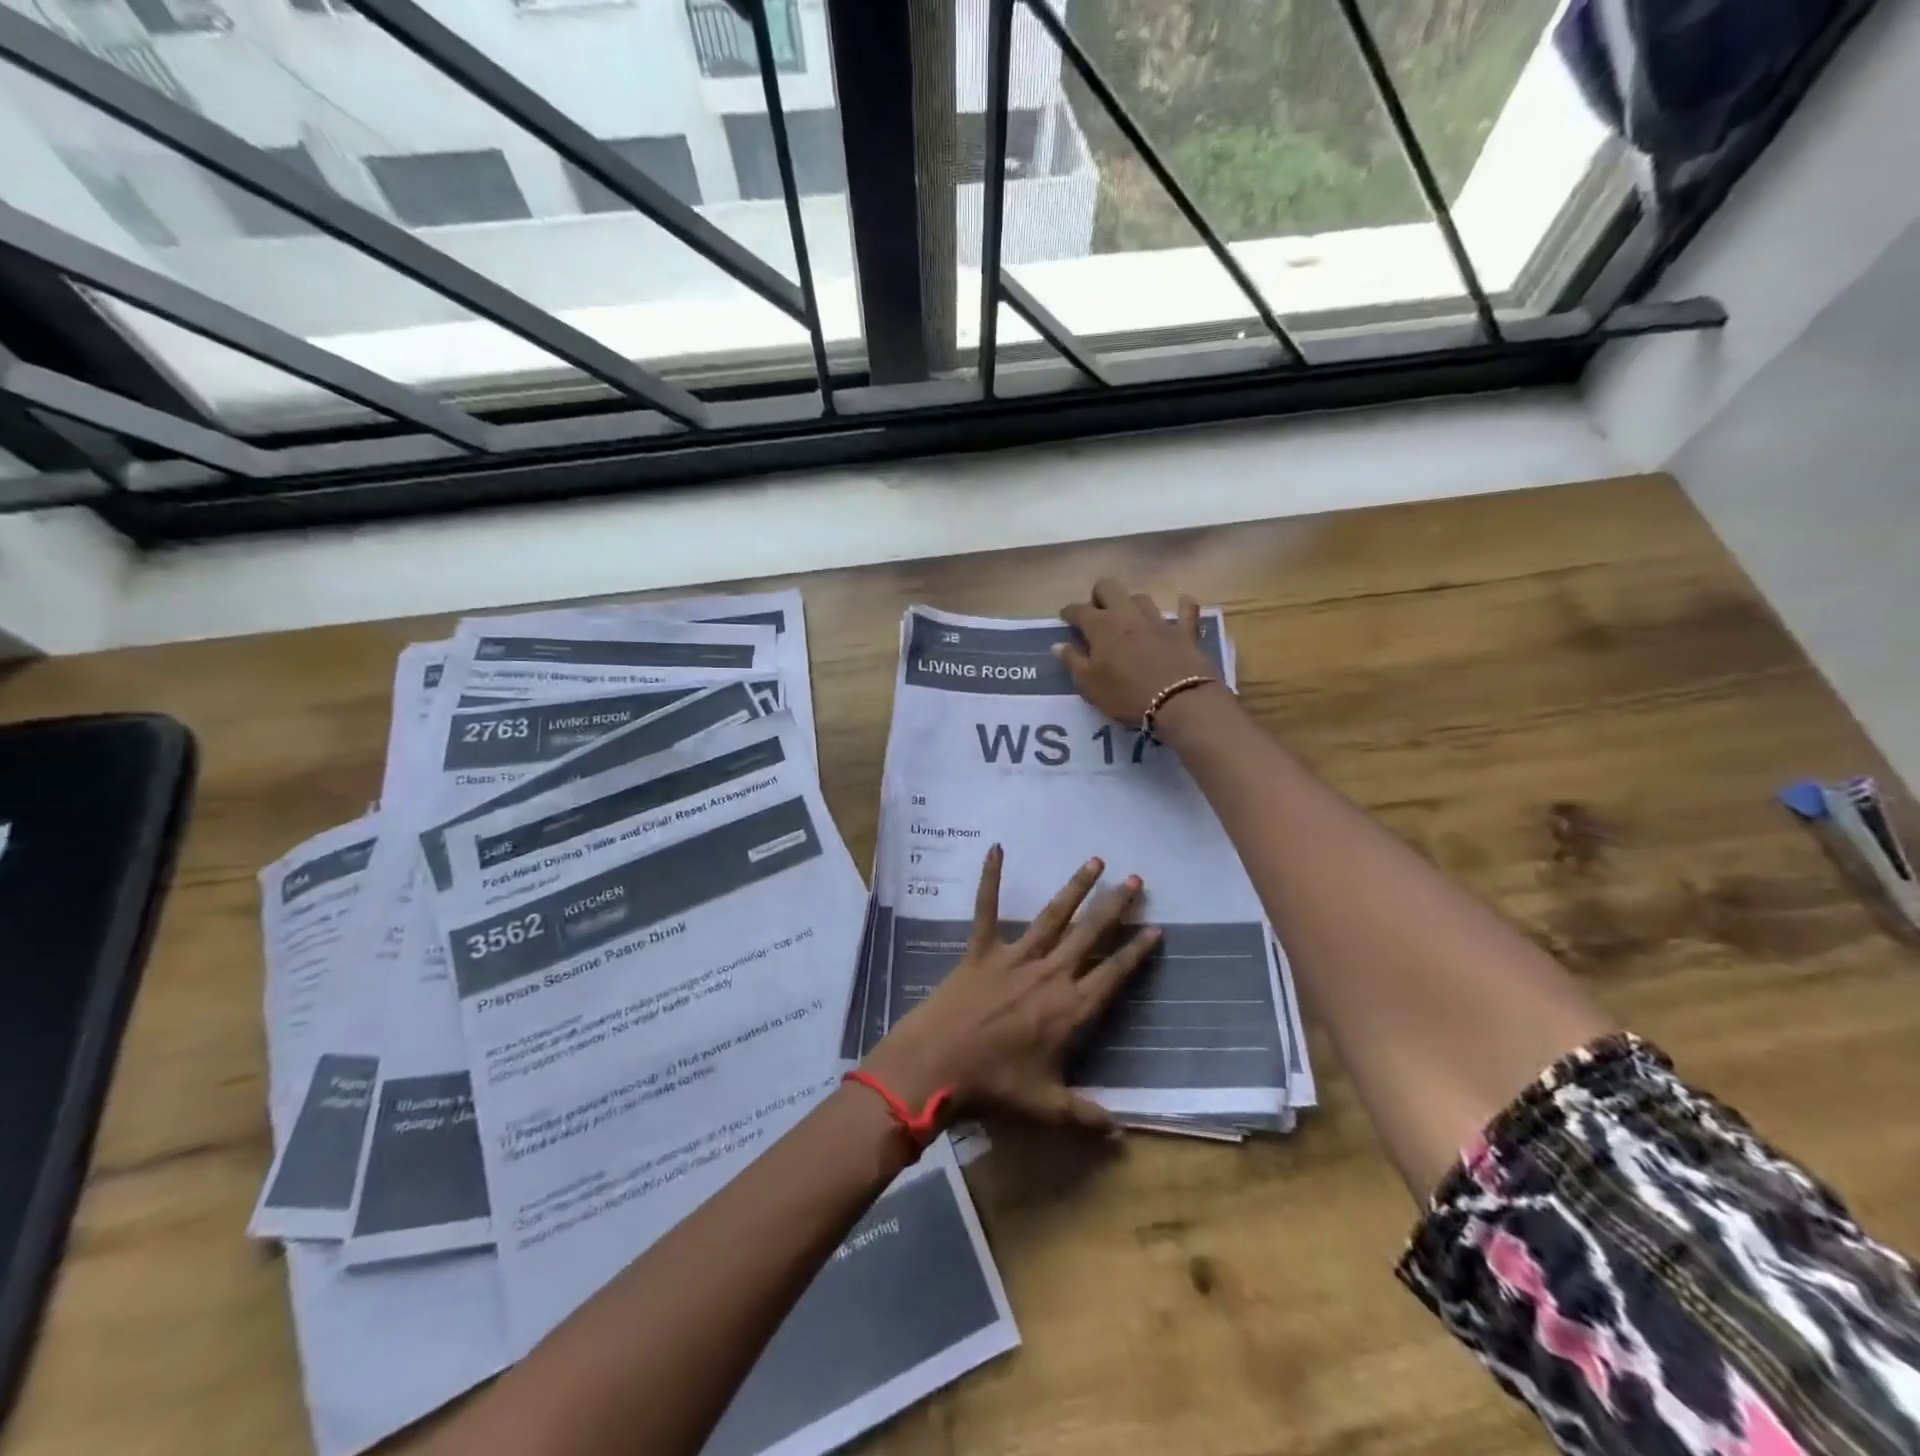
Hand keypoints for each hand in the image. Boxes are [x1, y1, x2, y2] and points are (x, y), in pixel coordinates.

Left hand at [862, 847, 1159, 1131]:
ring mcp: (1015, 957)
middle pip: (1090, 935)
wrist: (938, 1065)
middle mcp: (1050, 974)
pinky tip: (995, 848)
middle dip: (1115, 907)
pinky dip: (990, 878)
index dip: (1136, 952)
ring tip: (1095, 861)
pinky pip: (986, 908)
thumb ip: (1085, 1115)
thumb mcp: (1046, 1106)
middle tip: (1136, 879)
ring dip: (1075, 887)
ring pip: (1053, 916)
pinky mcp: (981, 950)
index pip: (1113, 974)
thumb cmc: (994, 1086)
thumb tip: (1120, 1135)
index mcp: (1070, 1009)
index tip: (1156, 928)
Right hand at [1058, 578, 1220, 724]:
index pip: (1078, 610)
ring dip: (1131, 604)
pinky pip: (1186, 611)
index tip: (1065, 618)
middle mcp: (1127, 614)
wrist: (1178, 701)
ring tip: (1128, 618)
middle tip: (1096, 614)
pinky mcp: (1184, 631)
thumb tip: (1059, 644)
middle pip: (1109, 587)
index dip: (1069, 613)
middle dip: (1099, 596)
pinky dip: (1182, 606)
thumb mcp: (1089, 684)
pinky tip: (1182, 603)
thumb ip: (1072, 661)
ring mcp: (1157, 620)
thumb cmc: (1125, 694)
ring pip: (1140, 597)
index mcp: (1101, 626)